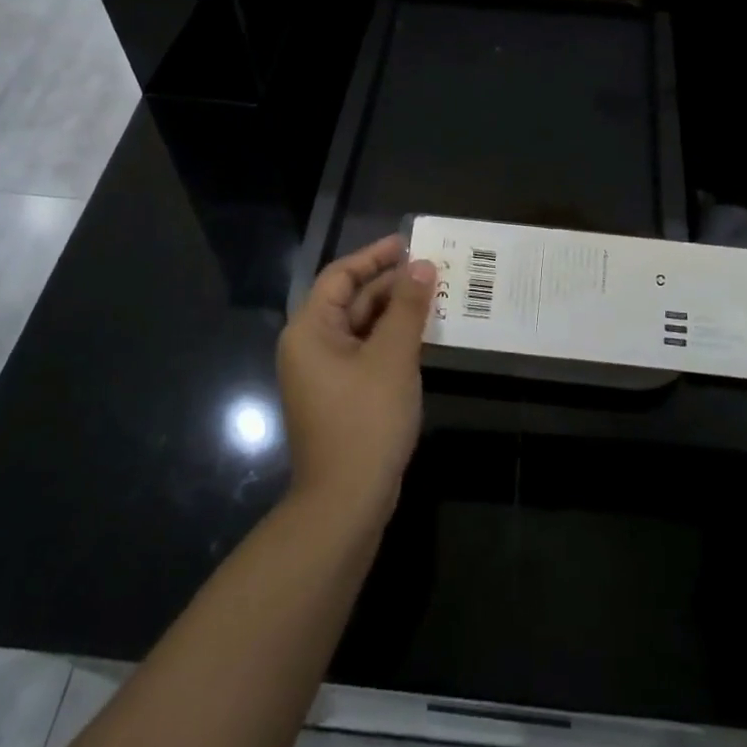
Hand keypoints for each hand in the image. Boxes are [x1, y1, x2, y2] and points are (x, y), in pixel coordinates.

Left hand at [277, 235, 434, 519]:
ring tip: (435, 296)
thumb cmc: (365, 421)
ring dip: (395, 312)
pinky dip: (392, 340)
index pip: (340, 276)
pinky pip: (366, 353)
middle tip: (433, 269)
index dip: (374, 256)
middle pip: (351, 301)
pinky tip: (423, 335)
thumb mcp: (392, 357)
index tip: (408, 243)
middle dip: (391, 284)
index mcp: (310, 330)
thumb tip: (422, 266)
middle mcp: (311, 346)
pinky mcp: (341, 396)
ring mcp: (325, 374)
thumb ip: (408, 308)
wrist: (346, 503)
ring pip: (362, 328)